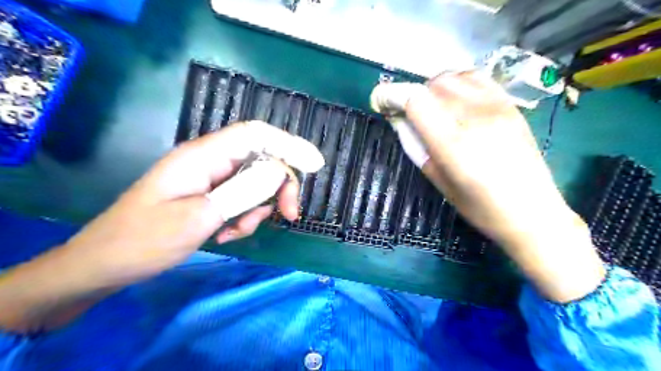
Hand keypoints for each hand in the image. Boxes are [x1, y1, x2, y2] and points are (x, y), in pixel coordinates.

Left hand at [0, 122, 322, 333]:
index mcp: (203, 156)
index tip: (315, 164)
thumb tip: (279, 171)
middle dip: (279, 186)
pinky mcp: (211, 195)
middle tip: (290, 214)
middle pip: (261, 160)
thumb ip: (242, 192)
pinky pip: (242, 200)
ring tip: (237, 231)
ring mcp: (211, 179)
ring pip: (254, 184)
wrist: (106, 264)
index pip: (256, 134)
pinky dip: (244, 217)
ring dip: (257, 208)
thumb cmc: (145, 239)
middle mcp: (211, 161)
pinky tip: (227, 234)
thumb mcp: (199, 217)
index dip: (289, 144)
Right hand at [371, 71, 602, 300]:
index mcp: (453, 143)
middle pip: (432, 84)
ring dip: (434, 88)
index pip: (415, 100)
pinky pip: (477, 77)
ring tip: (433, 108)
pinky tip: (456, 101)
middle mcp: (474, 117)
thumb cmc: (480, 208)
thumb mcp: (439, 182)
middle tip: (409, 114)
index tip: (382, 103)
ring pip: (453, 76)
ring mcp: (496, 107)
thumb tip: (398, 120)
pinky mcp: (510, 105)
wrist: (533, 213)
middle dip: (412, 94)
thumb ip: (417, 147)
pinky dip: (458, 82)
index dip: (392, 96)